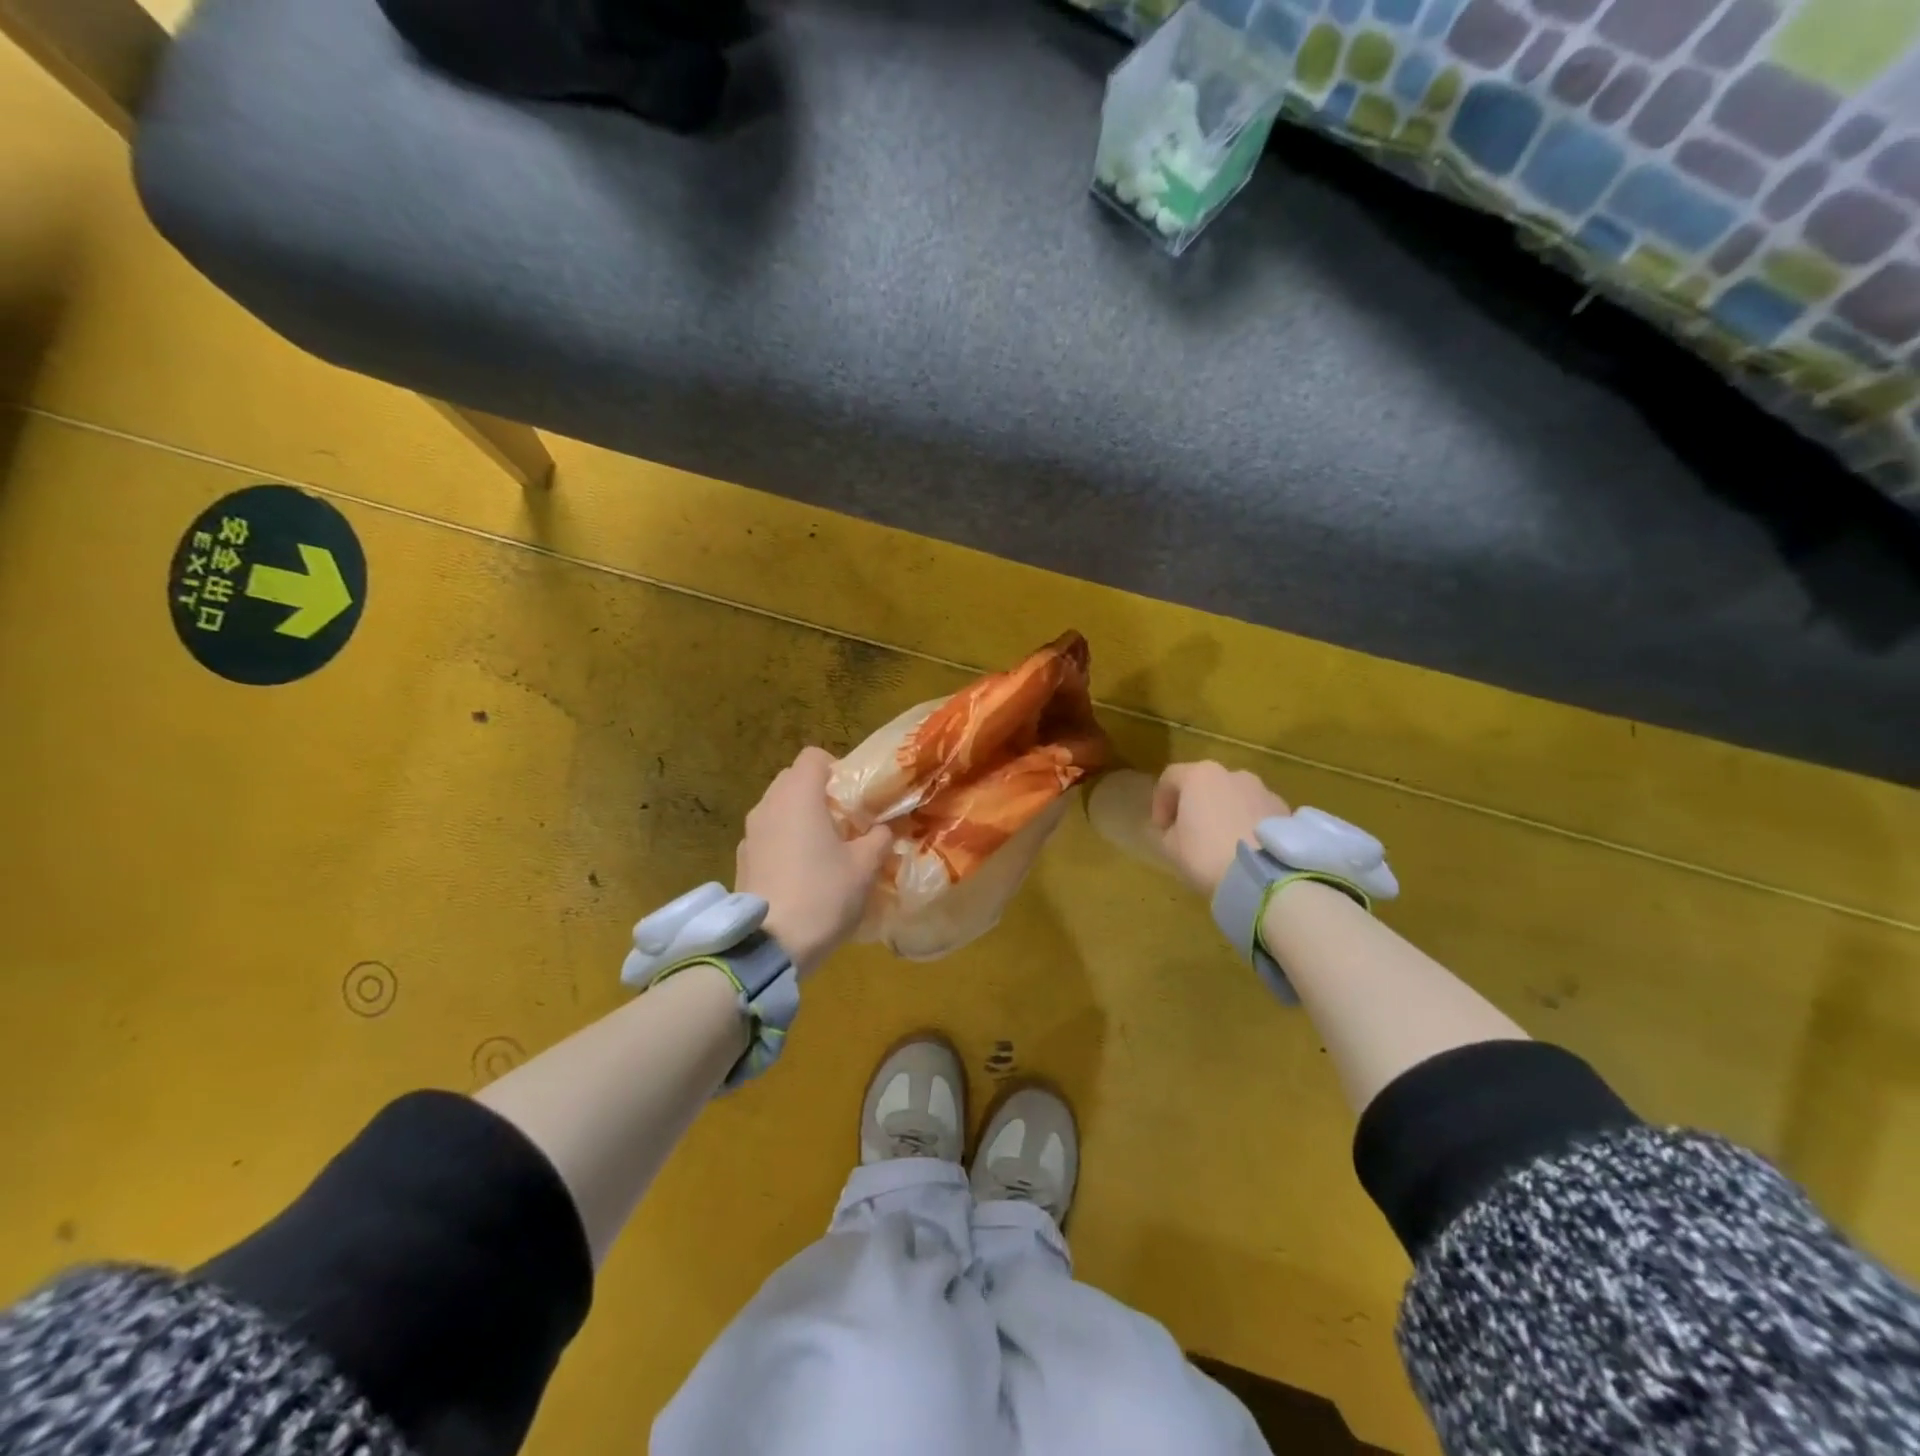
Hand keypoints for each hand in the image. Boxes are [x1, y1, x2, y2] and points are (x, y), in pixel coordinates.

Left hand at [736, 747, 892, 975]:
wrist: (769, 946)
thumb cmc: (823, 895)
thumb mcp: (865, 866)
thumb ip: (879, 838)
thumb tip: (883, 829)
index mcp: (798, 796)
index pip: (814, 757)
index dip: (837, 768)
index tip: (855, 795)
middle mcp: (768, 805)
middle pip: (793, 780)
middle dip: (819, 793)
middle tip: (845, 821)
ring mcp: (749, 833)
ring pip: (778, 809)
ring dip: (800, 818)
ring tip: (824, 849)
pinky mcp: (741, 860)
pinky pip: (767, 836)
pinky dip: (784, 842)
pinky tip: (801, 873)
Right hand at [1151, 761, 1291, 895]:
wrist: (1264, 876)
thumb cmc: (1207, 855)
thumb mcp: (1171, 847)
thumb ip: (1169, 831)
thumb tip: (1178, 829)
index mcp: (1200, 776)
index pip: (1170, 778)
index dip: (1160, 802)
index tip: (1160, 828)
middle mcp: (1233, 774)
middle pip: (1206, 784)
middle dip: (1195, 805)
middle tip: (1190, 832)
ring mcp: (1263, 790)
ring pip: (1234, 796)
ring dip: (1224, 812)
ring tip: (1223, 842)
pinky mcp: (1285, 810)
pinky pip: (1257, 812)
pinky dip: (1248, 823)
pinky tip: (1246, 848)